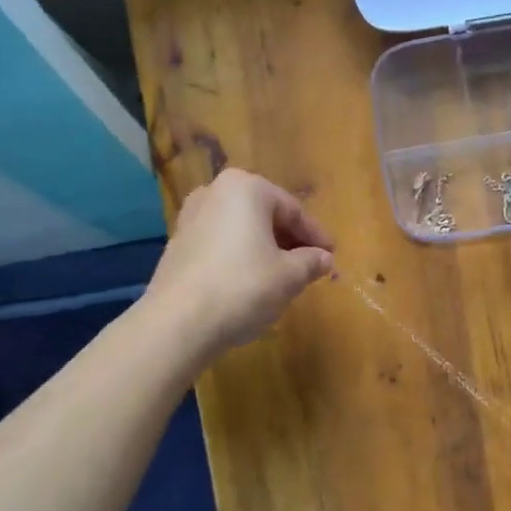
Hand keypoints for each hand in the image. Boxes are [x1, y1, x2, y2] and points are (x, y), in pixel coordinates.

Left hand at [146, 169, 334, 356]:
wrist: (178, 323)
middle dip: (290, 241)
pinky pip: (221, 244)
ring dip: (265, 250)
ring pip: (242, 230)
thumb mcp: (289, 276)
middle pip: (265, 216)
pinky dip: (241, 258)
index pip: (293, 210)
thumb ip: (311, 262)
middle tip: (310, 266)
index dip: (317, 236)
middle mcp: (215, 192)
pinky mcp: (178, 245)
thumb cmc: (243, 287)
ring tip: (284, 277)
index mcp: (246, 188)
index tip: (332, 256)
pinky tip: (251, 283)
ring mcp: (191, 217)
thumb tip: (324, 259)